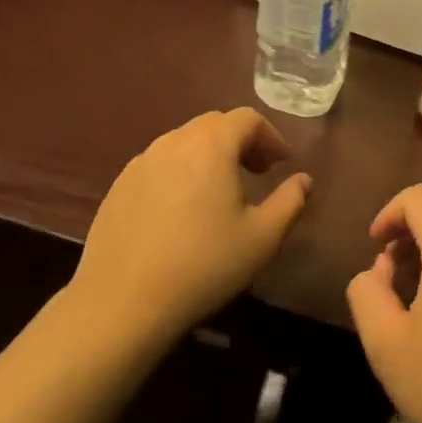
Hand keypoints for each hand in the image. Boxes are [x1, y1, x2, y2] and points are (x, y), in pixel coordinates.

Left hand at [66, 109, 309, 350]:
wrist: (122, 303)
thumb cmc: (203, 266)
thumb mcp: (262, 238)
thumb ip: (290, 202)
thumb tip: (303, 180)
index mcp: (211, 146)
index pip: (247, 119)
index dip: (271, 136)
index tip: (282, 164)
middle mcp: (173, 142)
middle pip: (214, 124)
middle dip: (241, 141)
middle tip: (257, 172)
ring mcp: (141, 163)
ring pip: (184, 142)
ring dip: (209, 155)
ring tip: (220, 191)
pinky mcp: (118, 187)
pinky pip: (159, 164)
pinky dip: (180, 172)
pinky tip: (182, 211)